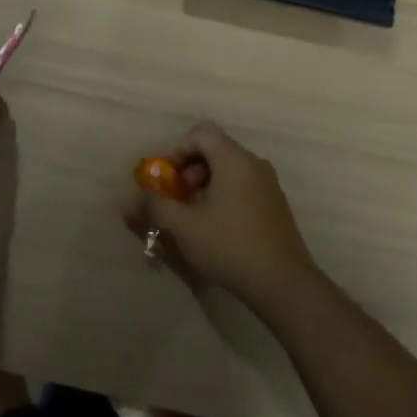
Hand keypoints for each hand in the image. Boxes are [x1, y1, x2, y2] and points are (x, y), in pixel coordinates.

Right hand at [122, 122, 316, 313]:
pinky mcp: (274, 205)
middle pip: (214, 150)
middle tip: (173, 197)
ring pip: (228, 170)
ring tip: (190, 215)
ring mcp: (268, 184)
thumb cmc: (230, 246)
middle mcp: (254, 164)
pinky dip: (221, 195)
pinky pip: (241, 186)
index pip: (200, 133)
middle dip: (187, 169)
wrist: (284, 283)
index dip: (175, 149)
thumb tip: (133, 199)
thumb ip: (156, 206)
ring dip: (202, 185)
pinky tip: (213, 227)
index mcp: (234, 159)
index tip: (161, 176)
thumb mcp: (184, 226)